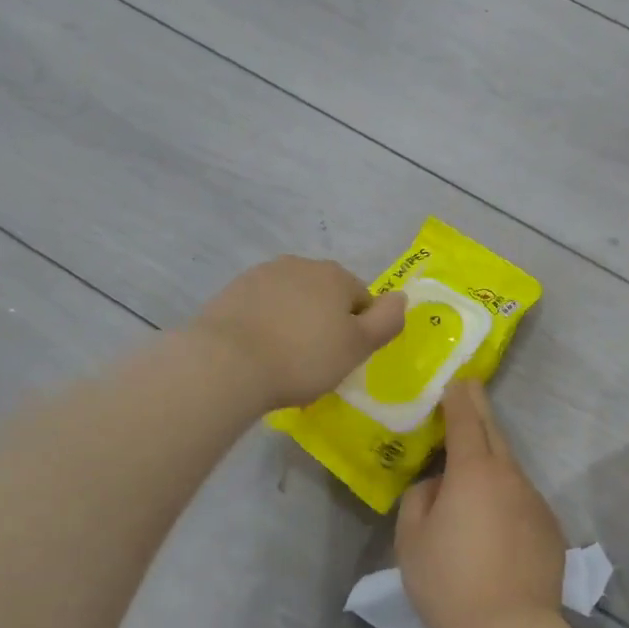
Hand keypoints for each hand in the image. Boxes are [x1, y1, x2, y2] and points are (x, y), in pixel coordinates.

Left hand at [192, 256, 406, 409]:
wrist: (226, 363)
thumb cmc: (303, 357)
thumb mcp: (358, 346)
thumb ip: (387, 321)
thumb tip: (402, 297)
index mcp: (335, 275)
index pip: (362, 300)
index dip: (359, 331)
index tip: (344, 358)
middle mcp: (300, 265)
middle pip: (325, 296)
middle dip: (325, 323)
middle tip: (316, 361)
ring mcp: (261, 275)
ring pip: (292, 300)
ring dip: (294, 322)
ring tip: (284, 359)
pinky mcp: (231, 292)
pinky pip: (262, 309)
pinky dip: (266, 325)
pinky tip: (259, 353)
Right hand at [397, 380, 566, 627]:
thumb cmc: (449, 582)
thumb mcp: (411, 540)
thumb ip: (421, 499)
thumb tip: (437, 485)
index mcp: (473, 472)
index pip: (466, 421)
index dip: (460, 398)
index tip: (458, 380)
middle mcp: (510, 476)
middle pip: (495, 434)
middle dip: (480, 411)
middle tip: (471, 393)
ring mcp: (535, 502)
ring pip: (510, 470)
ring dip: (493, 462)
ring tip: (473, 477)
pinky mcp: (551, 529)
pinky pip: (523, 501)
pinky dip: (508, 500)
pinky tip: (496, 527)